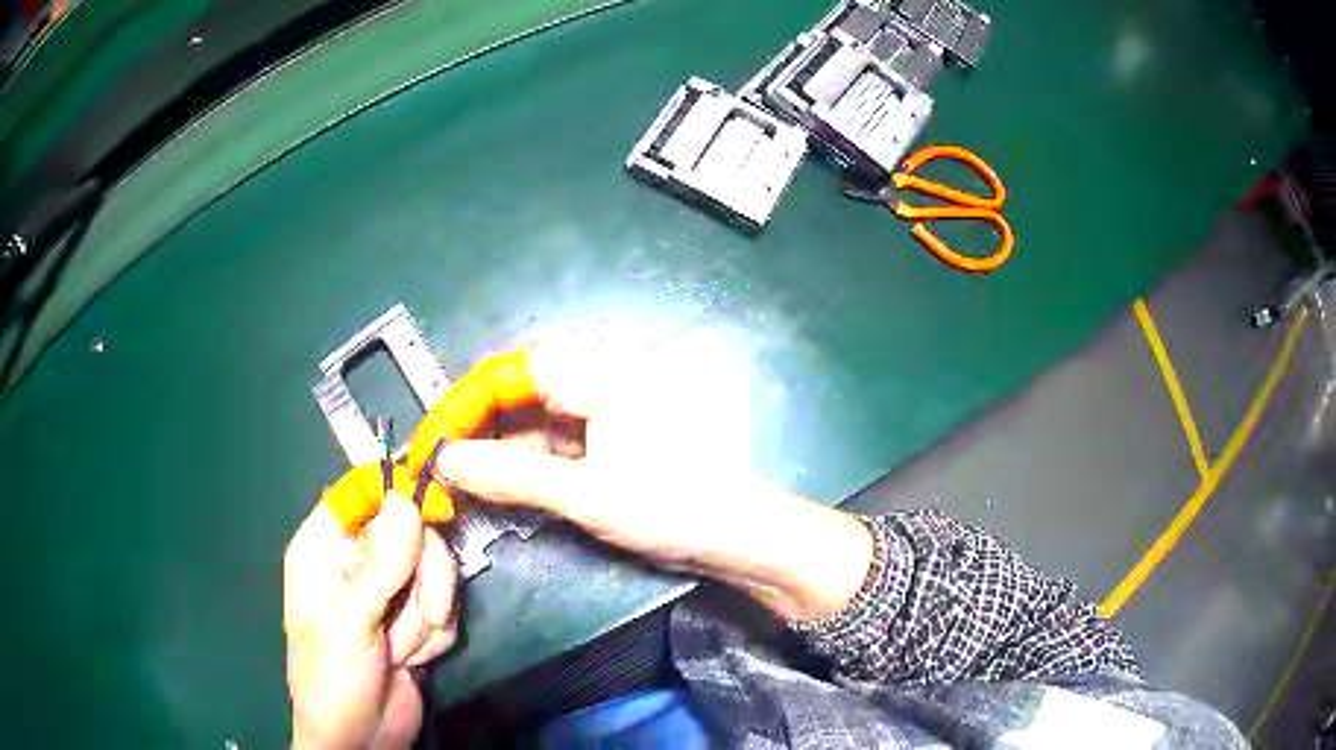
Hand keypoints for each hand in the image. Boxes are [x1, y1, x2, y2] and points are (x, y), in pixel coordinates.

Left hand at [283, 494, 457, 748]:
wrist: (361, 740)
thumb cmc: (332, 678)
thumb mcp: (350, 621)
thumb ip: (381, 563)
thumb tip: (406, 499)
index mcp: (324, 548)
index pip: (361, 495)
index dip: (397, 494)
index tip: (434, 508)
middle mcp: (357, 561)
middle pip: (411, 532)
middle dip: (424, 579)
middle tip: (424, 612)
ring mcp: (389, 591)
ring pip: (434, 572)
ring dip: (427, 616)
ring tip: (402, 650)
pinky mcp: (415, 617)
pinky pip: (445, 606)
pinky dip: (435, 635)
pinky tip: (412, 659)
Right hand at [433, 346, 873, 621]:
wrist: (740, 538)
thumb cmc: (670, 505)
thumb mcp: (584, 493)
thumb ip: (510, 475)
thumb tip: (444, 461)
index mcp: (603, 374)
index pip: (518, 370)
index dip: (470, 399)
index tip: (434, 435)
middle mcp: (605, 382)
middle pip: (526, 392)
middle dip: (480, 424)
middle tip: (440, 457)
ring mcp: (611, 414)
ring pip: (540, 420)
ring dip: (501, 446)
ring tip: (459, 474)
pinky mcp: (616, 443)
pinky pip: (560, 443)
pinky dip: (529, 461)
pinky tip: (501, 482)